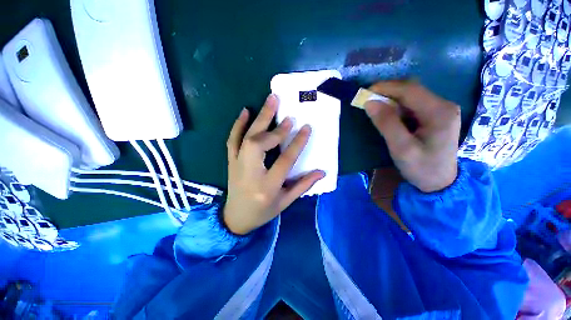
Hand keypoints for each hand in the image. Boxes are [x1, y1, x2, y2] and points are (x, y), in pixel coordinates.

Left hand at [224, 94, 324, 234]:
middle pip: (260, 145)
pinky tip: (246, 111)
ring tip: (270, 101)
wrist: (235, 218)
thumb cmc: (263, 211)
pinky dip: (238, 124)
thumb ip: (303, 185)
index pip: (284, 160)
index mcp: (267, 186)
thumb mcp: (285, 202)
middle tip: (287, 113)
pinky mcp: (231, 161)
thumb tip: (321, 172)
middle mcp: (250, 173)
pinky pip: (232, 140)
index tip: (306, 127)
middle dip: (275, 128)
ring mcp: (237, 165)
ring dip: (259, 118)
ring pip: (246, 138)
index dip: (297, 143)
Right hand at [364, 81, 460, 192]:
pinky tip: (388, 114)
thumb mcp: (401, 148)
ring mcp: (441, 109)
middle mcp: (443, 105)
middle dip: (387, 91)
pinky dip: (396, 105)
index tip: (364, 93)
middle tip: (367, 100)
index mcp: (439, 112)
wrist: (440, 183)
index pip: (409, 89)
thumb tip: (369, 103)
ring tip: (374, 107)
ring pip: (411, 95)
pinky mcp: (435, 115)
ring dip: (390, 98)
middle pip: (412, 89)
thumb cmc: (421, 168)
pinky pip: (412, 103)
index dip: (385, 87)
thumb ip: (386, 124)